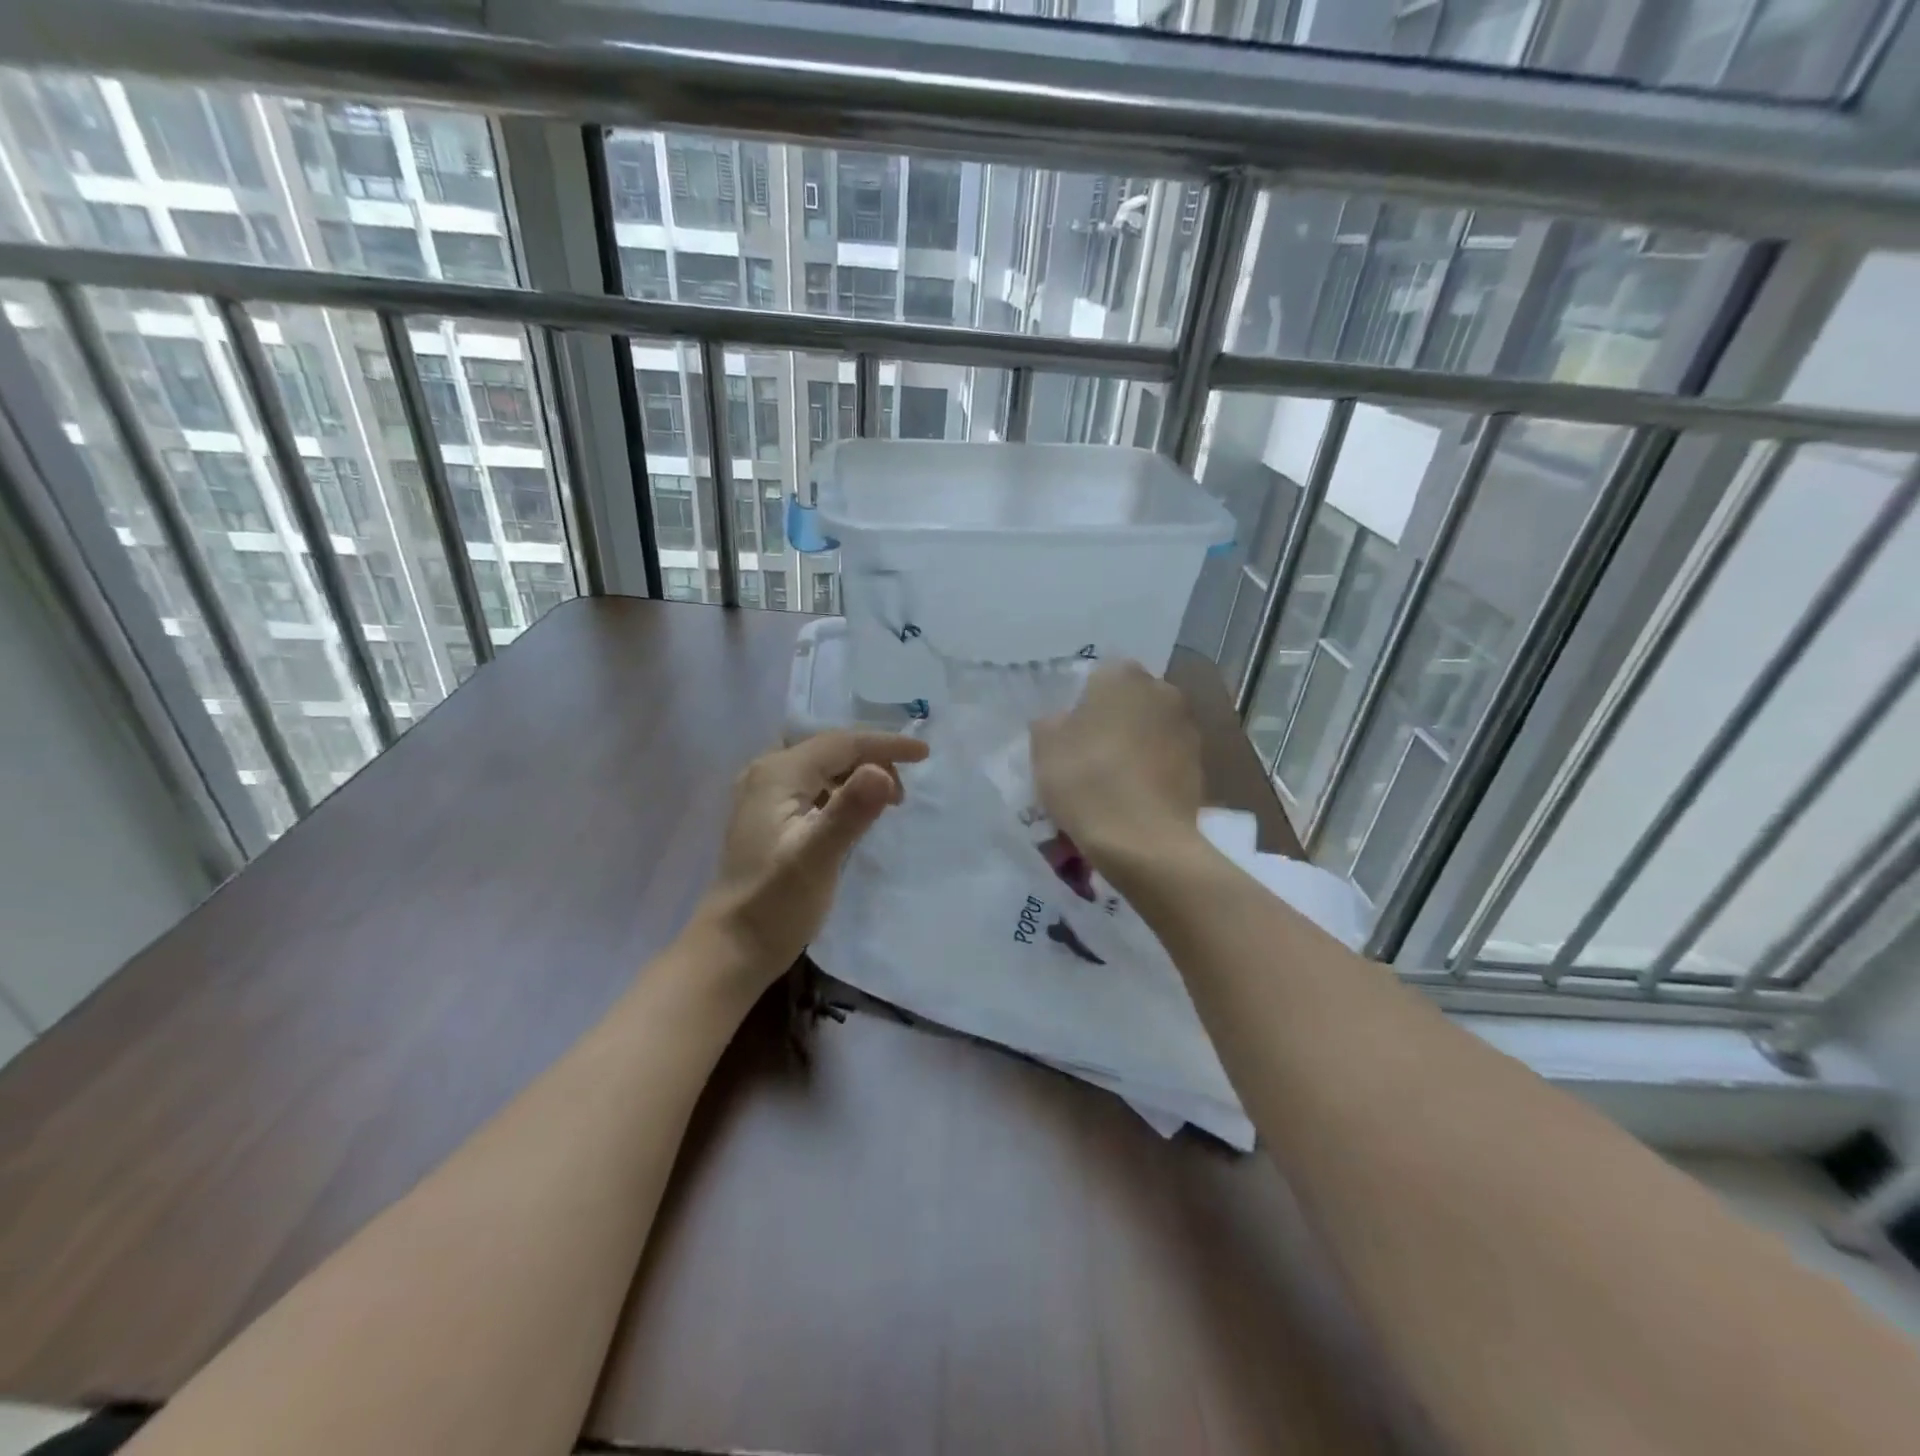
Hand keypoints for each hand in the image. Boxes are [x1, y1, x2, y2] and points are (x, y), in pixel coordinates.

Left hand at [693, 730, 929, 985]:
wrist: (732, 949)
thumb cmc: (775, 904)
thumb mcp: (817, 857)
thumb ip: (849, 812)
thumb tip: (882, 772)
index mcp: (778, 773)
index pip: (842, 743)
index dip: (886, 745)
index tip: (925, 755)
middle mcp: (767, 773)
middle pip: (831, 749)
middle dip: (873, 758)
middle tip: (904, 792)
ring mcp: (764, 795)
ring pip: (823, 767)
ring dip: (858, 775)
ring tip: (889, 801)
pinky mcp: (768, 816)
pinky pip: (814, 786)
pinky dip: (841, 791)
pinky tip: (856, 813)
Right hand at [1031, 660, 1204, 870]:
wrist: (1143, 840)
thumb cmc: (1087, 781)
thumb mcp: (1044, 747)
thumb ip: (1051, 723)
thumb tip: (1063, 722)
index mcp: (1123, 676)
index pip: (1097, 677)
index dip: (1080, 705)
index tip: (1068, 734)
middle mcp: (1162, 691)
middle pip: (1128, 702)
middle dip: (1111, 722)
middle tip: (1087, 756)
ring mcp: (1187, 729)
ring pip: (1149, 731)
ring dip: (1133, 747)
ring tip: (1111, 783)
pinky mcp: (1201, 766)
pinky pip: (1165, 761)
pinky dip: (1151, 773)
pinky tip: (1133, 800)